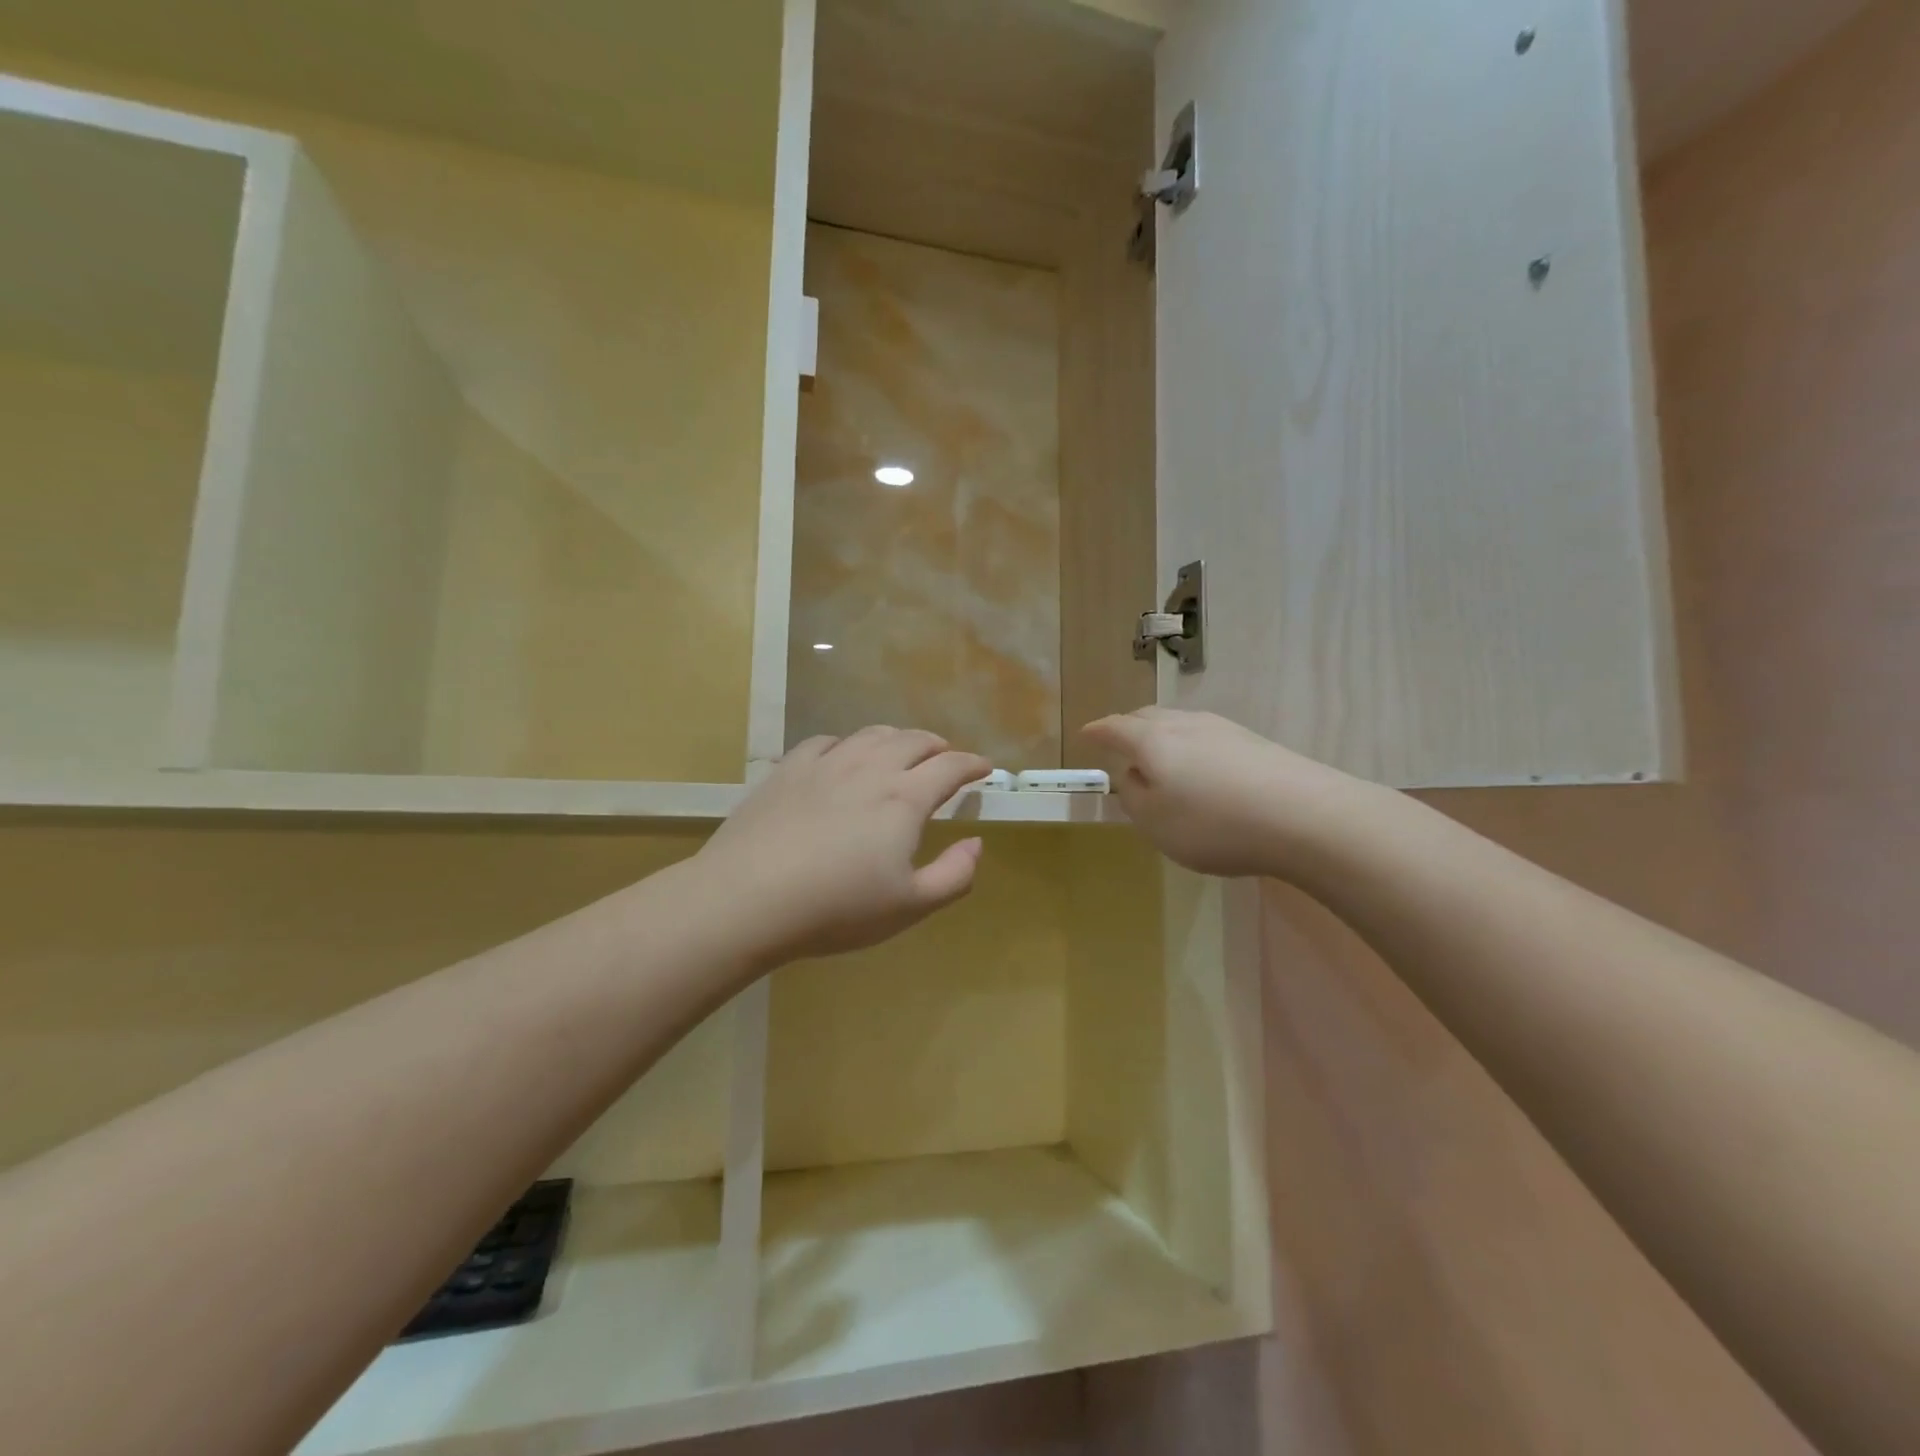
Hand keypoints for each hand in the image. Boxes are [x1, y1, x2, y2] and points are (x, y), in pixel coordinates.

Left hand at [696, 728, 991, 967]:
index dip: (973, 764)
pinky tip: (843, 756)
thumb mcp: (910, 906)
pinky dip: (848, 744)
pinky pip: (826, 742)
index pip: (950, 767)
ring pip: (871, 735)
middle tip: (946, 757)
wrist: (748, 897)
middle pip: (913, 741)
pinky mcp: (788, 770)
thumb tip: (976, 843)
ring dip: (897, 738)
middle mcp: (869, 768)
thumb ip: (954, 875)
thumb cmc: (837, 908)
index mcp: (904, 798)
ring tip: (902, 749)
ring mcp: (826, 764)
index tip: (984, 768)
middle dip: (938, 746)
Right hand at [1083, 708, 1365, 878]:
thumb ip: (1134, 797)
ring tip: (1160, 758)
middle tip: (1119, 744)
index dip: (1097, 731)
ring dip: (1163, 736)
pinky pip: (1207, 737)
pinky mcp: (1254, 743)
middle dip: (1128, 727)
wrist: (1306, 816)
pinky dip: (1192, 748)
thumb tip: (1133, 775)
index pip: (1115, 728)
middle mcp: (1185, 725)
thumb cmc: (1214, 823)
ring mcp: (1224, 729)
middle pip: (1148, 717)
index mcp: (1153, 741)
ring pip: (1180, 724)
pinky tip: (1202, 771)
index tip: (1085, 734)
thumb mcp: (1156, 823)